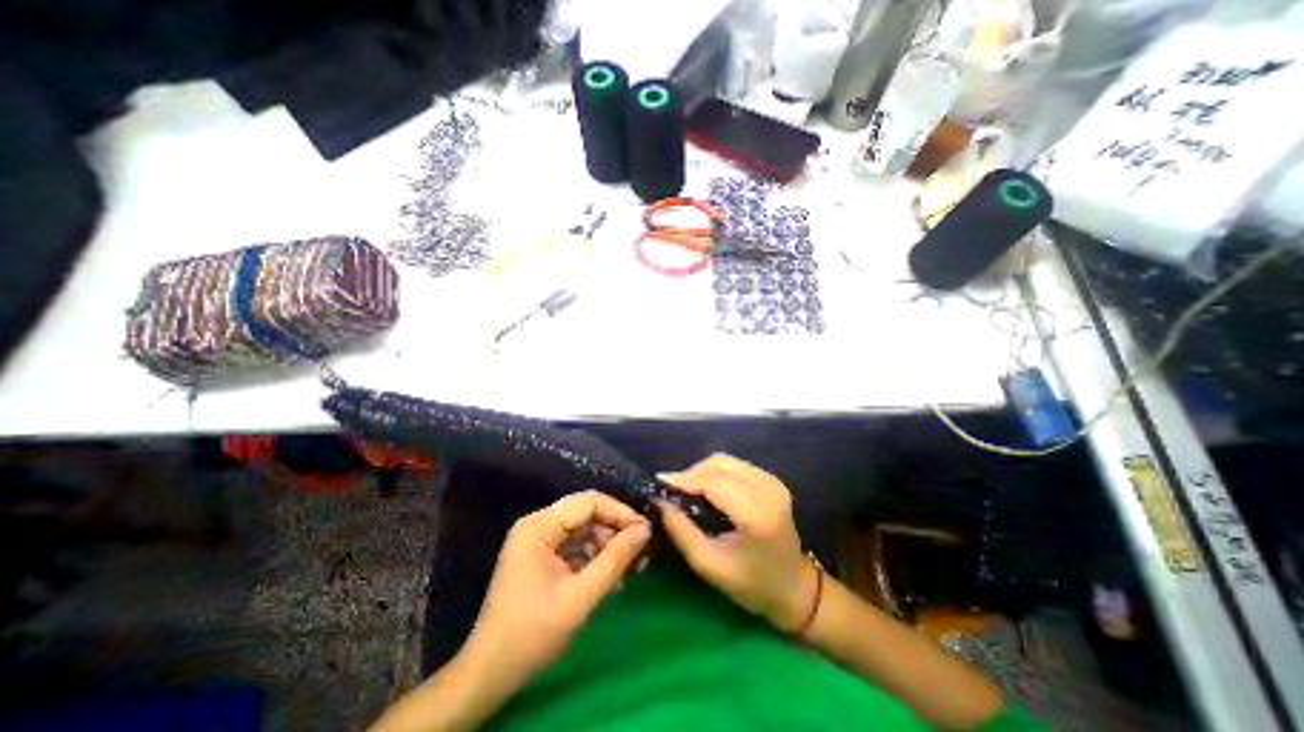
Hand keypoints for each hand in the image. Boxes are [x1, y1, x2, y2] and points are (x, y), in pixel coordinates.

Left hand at [468, 488, 652, 682]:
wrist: (490, 673)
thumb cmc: (534, 632)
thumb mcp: (581, 596)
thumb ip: (615, 559)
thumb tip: (645, 530)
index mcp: (539, 526)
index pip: (588, 502)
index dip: (620, 513)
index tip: (645, 531)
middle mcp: (537, 524)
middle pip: (586, 513)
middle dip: (615, 531)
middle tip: (641, 551)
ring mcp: (537, 539)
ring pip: (583, 529)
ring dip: (607, 545)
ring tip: (631, 566)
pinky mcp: (540, 555)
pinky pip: (574, 544)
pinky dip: (594, 556)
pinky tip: (611, 576)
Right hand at [663, 456, 811, 631]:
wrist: (794, 588)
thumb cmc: (751, 585)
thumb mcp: (708, 565)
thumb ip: (681, 530)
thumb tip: (660, 499)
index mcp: (756, 514)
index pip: (712, 482)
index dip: (683, 480)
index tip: (658, 485)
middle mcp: (767, 490)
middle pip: (718, 465)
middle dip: (690, 474)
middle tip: (671, 492)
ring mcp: (772, 482)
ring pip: (725, 461)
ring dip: (701, 472)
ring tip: (686, 491)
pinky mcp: (771, 480)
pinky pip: (734, 465)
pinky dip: (715, 473)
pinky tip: (707, 490)